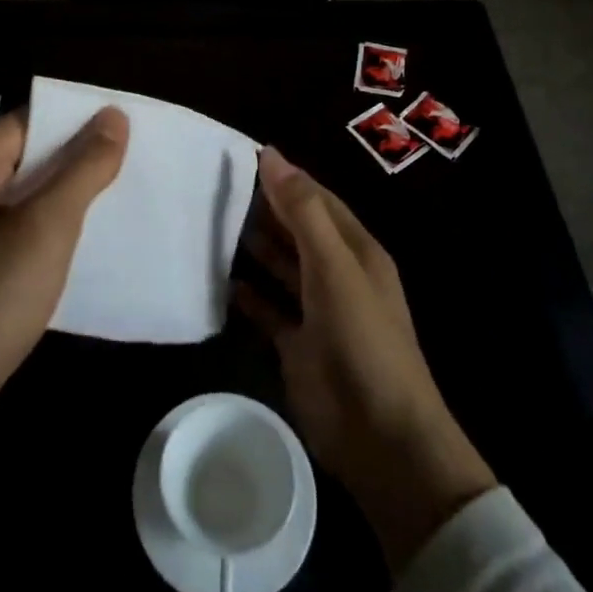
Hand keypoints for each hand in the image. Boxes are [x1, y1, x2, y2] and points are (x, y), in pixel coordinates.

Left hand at [0, 105, 127, 591]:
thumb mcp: (43, 230)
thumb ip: (82, 169)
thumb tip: (112, 114)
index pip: (33, 121)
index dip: (82, 126)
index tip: (134, 138)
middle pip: (28, 160)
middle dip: (80, 168)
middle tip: (138, 176)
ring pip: (24, 204)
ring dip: (68, 209)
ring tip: (124, 213)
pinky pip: (14, 243)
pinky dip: (48, 244)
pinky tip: (86, 259)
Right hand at [235, 147, 495, 573]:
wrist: (380, 436)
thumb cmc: (363, 338)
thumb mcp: (335, 266)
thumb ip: (303, 212)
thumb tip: (272, 155)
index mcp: (355, 250)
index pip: (316, 200)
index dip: (284, 177)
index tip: (242, 155)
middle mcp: (336, 274)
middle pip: (296, 230)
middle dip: (264, 208)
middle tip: (216, 185)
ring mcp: (317, 311)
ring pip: (281, 266)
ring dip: (254, 246)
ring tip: (212, 222)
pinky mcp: (297, 345)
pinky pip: (268, 309)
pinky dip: (248, 295)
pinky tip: (221, 280)